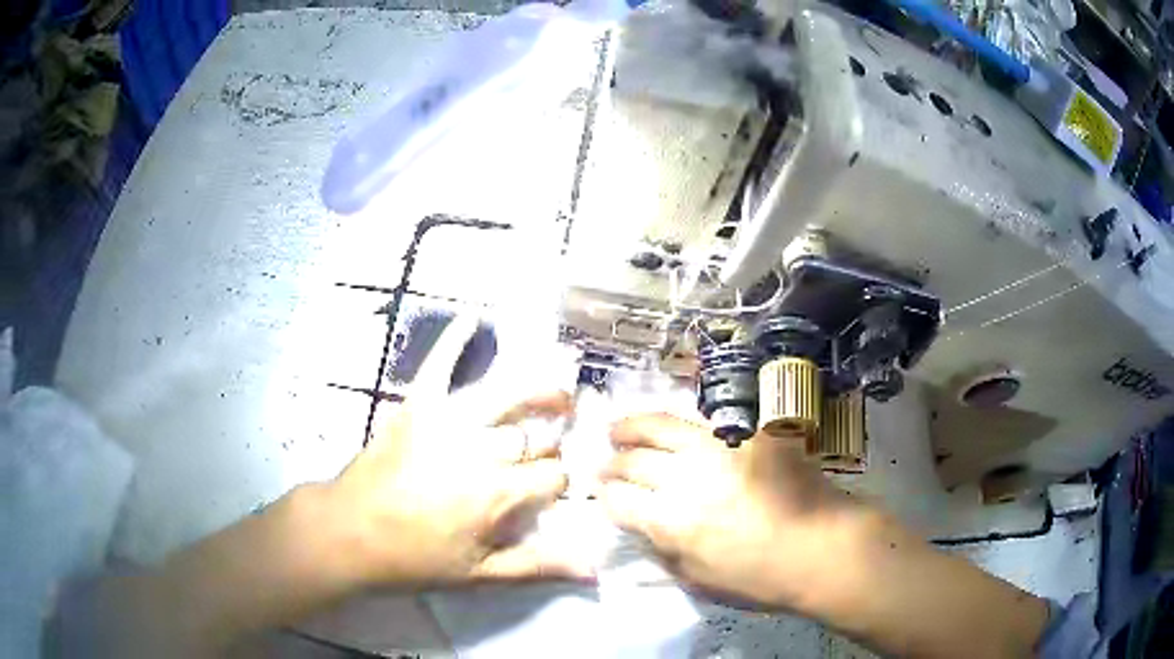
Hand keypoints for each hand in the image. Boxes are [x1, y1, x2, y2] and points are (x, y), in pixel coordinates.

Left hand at [322, 316, 592, 588]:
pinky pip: (440, 364)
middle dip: (552, 441)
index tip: (551, 490)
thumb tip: (596, 569)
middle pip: (534, 438)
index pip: (553, 476)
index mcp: (498, 493)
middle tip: (556, 443)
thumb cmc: (414, 558)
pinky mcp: (417, 405)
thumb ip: (538, 565)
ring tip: (558, 392)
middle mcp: (482, 450)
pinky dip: (455, 338)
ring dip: (539, 391)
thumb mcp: (479, 575)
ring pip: (508, 396)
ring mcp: (448, 421)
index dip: (560, 482)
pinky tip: (472, 316)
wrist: (349, 531)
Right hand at [599, 413, 860, 611]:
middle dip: (613, 464)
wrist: (821, 546)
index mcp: (672, 522)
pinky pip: (703, 423)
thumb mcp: (699, 581)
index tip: (603, 495)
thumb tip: (643, 529)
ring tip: (618, 430)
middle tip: (607, 466)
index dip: (605, 497)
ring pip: (660, 426)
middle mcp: (687, 478)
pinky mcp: (747, 433)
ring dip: (631, 428)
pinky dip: (678, 427)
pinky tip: (672, 431)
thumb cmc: (760, 578)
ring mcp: (718, 448)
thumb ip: (664, 552)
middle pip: (633, 461)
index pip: (619, 500)